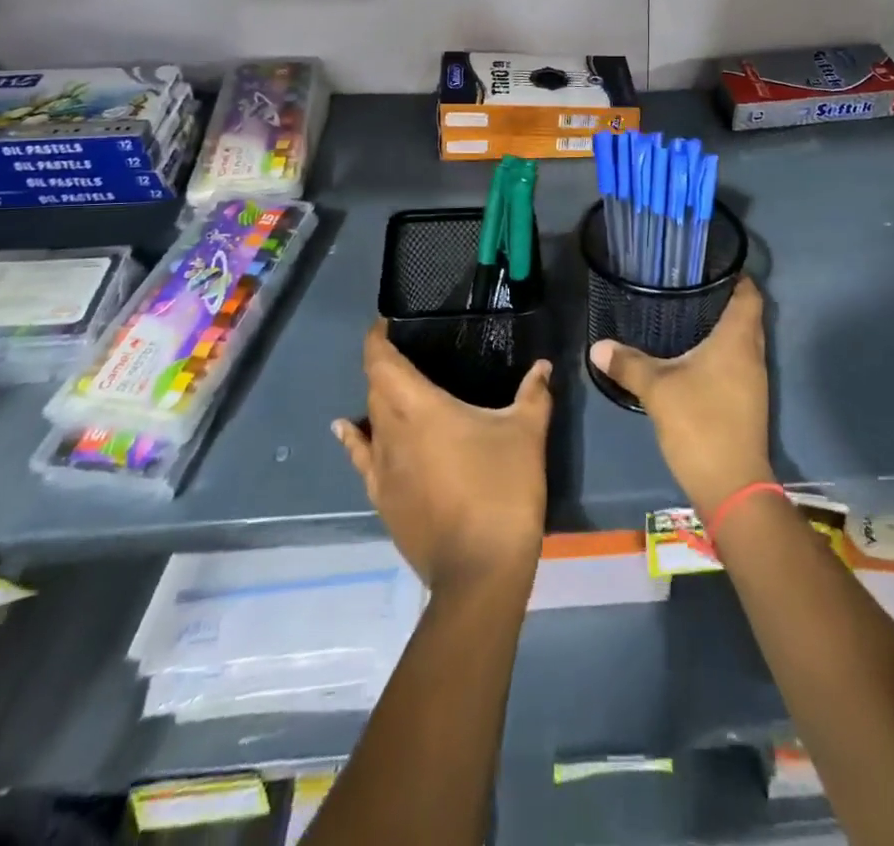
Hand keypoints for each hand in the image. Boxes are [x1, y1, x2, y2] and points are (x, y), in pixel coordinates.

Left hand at [334, 322, 552, 594]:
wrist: (480, 571)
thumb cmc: (502, 489)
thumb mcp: (526, 433)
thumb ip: (534, 393)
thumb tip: (543, 366)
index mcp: (418, 407)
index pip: (381, 362)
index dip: (377, 338)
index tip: (387, 322)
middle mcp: (390, 432)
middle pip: (375, 388)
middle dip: (386, 366)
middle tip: (412, 353)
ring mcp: (381, 470)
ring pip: (370, 420)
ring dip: (378, 400)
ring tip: (396, 388)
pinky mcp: (382, 500)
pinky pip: (362, 458)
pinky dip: (356, 438)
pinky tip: (350, 430)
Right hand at [589, 275, 773, 514]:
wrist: (731, 485)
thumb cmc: (700, 423)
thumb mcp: (658, 389)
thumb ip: (629, 363)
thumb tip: (597, 346)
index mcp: (738, 340)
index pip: (749, 295)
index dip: (736, 276)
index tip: (711, 264)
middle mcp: (752, 354)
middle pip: (747, 315)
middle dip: (723, 298)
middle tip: (689, 286)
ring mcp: (753, 380)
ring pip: (742, 340)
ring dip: (722, 327)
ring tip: (687, 313)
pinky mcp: (747, 400)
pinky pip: (737, 361)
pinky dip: (720, 351)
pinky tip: (692, 354)